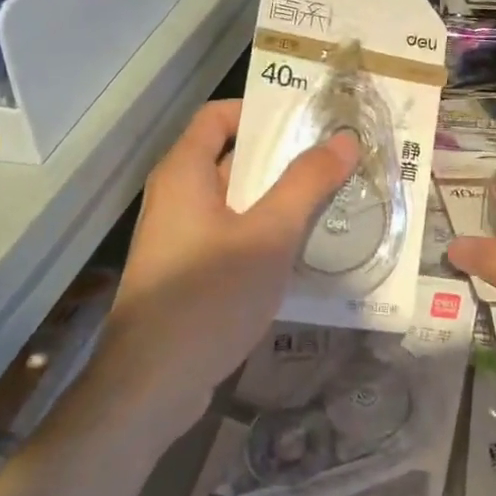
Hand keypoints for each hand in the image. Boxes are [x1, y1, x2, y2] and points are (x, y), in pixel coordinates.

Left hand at [86, 100, 357, 435]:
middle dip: (283, 156)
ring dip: (279, 197)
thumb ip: (306, 184)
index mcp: (184, 173)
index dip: (261, 110)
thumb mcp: (268, 236)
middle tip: (336, 159)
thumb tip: (345, 139)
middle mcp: (176, 197)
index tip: (310, 119)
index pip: (218, 115)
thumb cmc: (208, 297)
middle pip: (232, 157)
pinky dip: (264, 231)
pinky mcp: (188, 272)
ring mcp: (180, 237)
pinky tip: (302, 248)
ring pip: (236, 200)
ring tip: (331, 199)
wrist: (151, 385)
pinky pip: (231, 234)